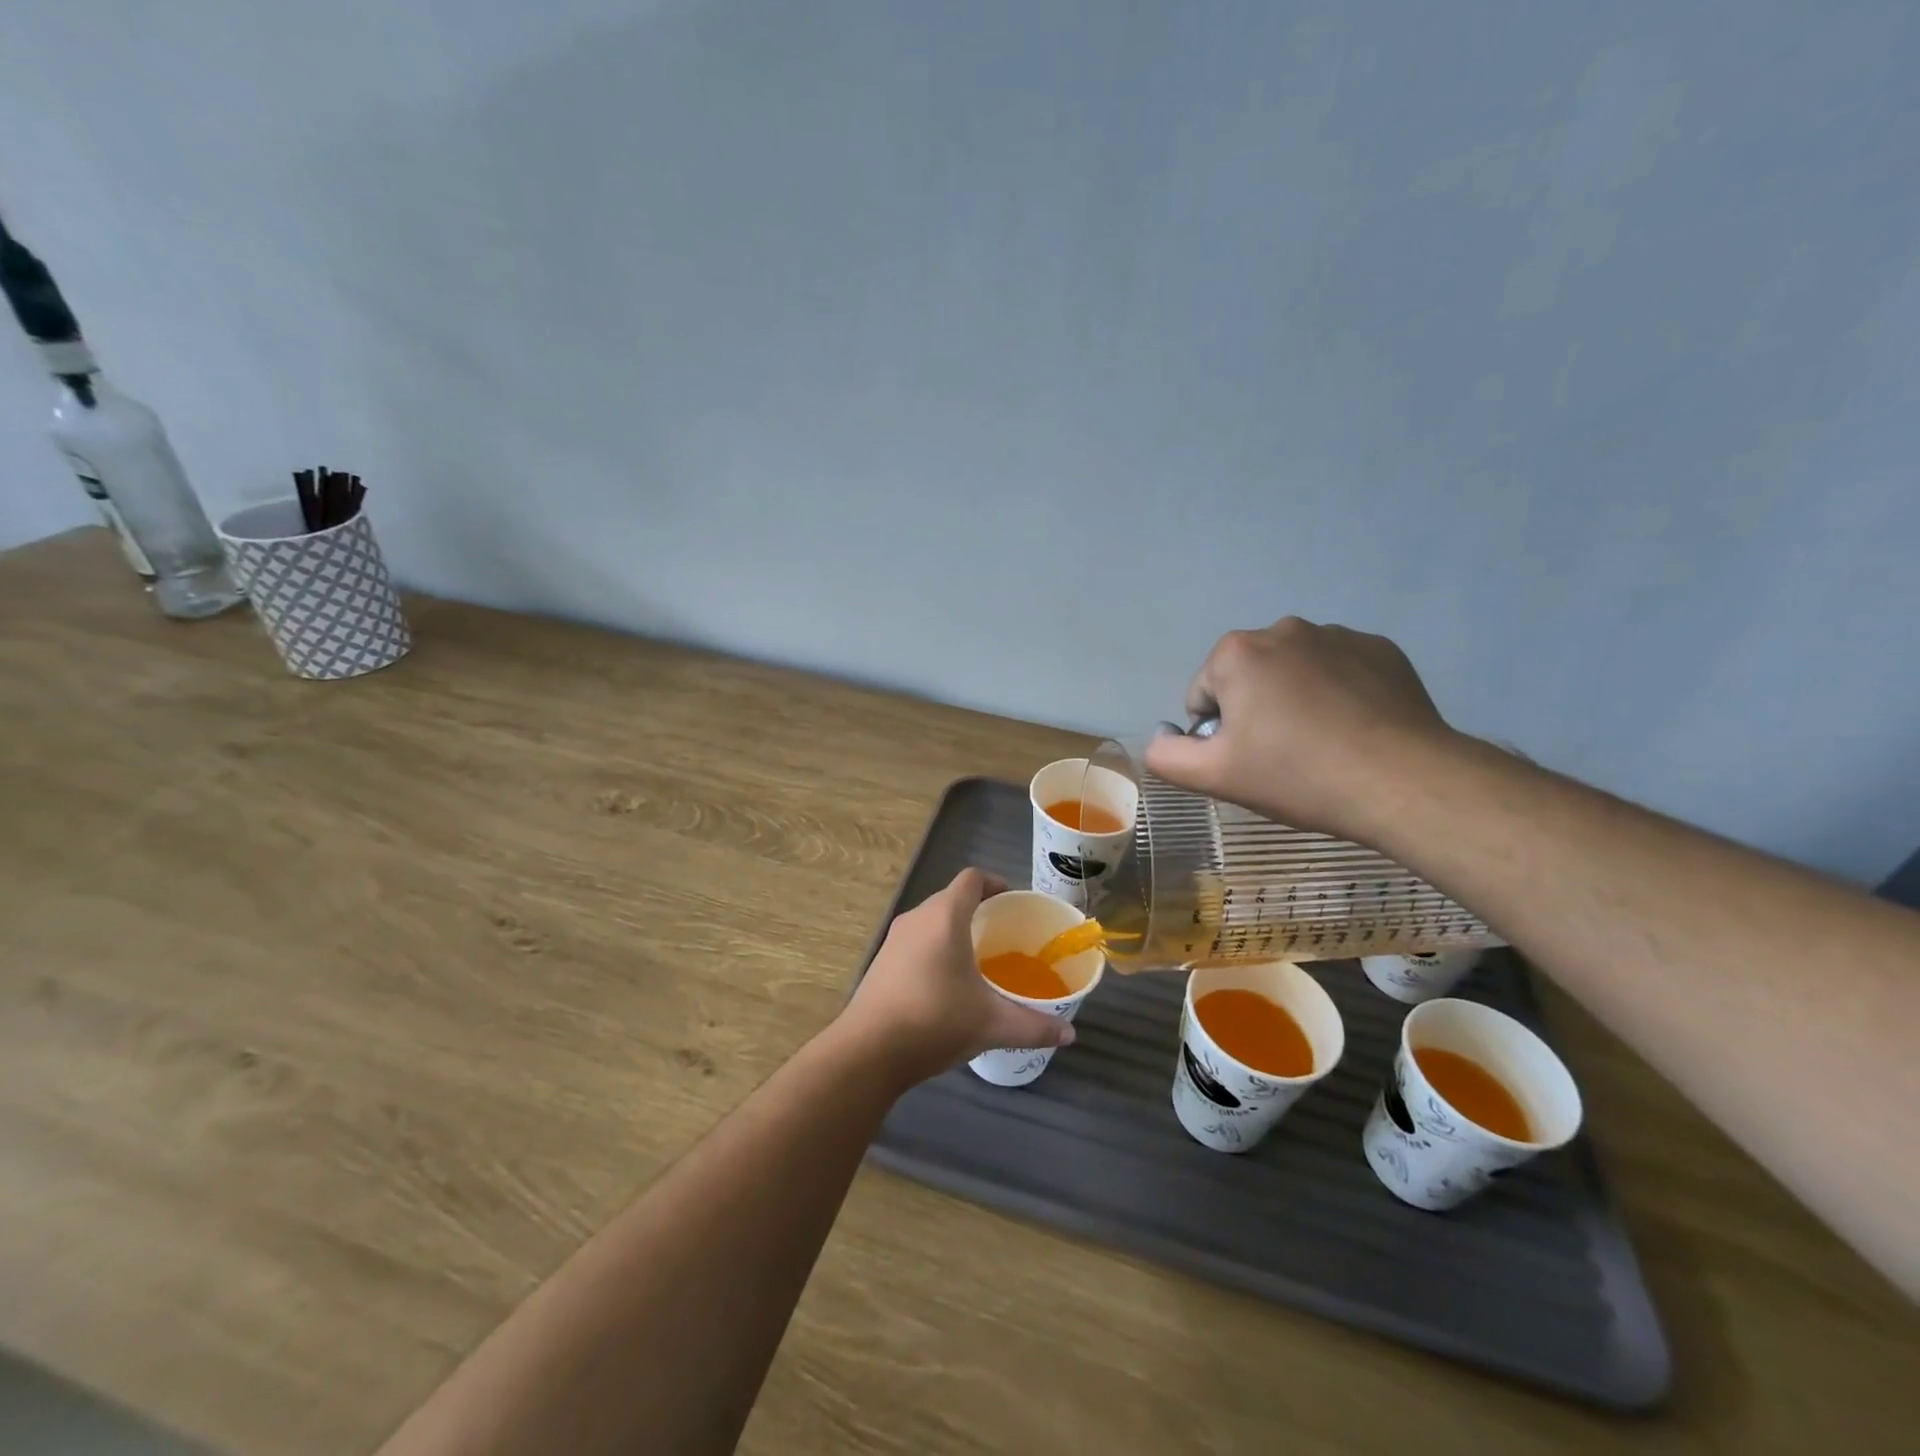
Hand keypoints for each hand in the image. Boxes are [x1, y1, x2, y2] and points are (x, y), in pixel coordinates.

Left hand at [841, 869, 1074, 1087]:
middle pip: (952, 898)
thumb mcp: (991, 1024)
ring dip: (955, 931)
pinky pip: (916, 941)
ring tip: (979, 961)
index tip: (1014, 904)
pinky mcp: (881, 962)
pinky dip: (935, 949)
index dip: (996, 884)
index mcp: (944, 917)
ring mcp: (894, 939)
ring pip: (931, 921)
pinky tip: (947, 984)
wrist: (868, 1051)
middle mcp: (917, 918)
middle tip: (1004, 936)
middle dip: (979, 911)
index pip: (972, 879)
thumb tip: (1069, 1034)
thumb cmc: (935, 1021)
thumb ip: (1034, 1026)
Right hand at [1143, 618, 1458, 837]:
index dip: (1218, 733)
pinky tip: (1355, 730)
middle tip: (1283, 756)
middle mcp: (1284, 629)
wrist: (1402, 781)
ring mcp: (1338, 635)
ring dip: (1296, 700)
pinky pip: (1340, 670)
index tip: (1249, 760)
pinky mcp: (1382, 650)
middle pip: (1248, 678)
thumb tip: (1159, 738)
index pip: (1203, 694)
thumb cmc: (1297, 774)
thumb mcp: (1214, 776)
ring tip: (1323, 745)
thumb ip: (1167, 756)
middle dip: (1256, 711)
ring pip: (1294, 673)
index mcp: (1237, 653)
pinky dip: (1338, 694)